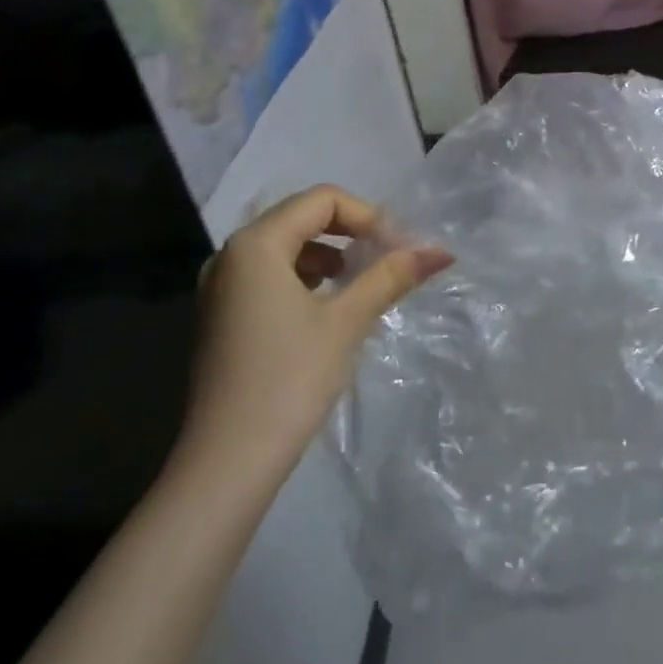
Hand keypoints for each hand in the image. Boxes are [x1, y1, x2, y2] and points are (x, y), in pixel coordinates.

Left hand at [177, 185, 451, 473]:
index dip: (368, 215)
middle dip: (352, 231)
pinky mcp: (222, 315)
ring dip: (330, 253)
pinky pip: (269, 273)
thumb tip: (441, 251)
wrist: (227, 463)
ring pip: (286, 246)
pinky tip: (329, 305)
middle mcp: (231, 254)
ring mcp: (221, 286)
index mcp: (256, 244)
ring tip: (362, 281)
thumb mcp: (346, 321)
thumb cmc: (289, 380)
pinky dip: (305, 276)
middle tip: (390, 257)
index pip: (322, 200)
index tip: (400, 246)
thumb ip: (390, 276)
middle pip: (302, 217)